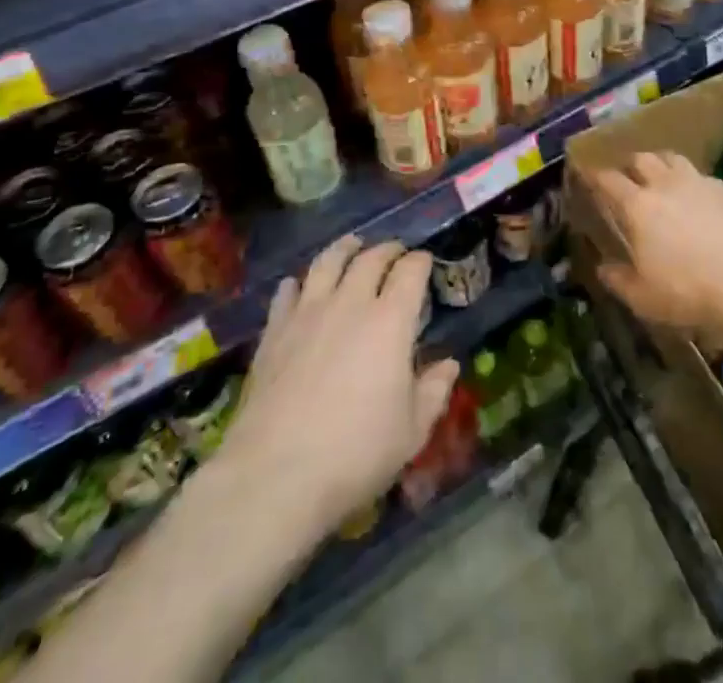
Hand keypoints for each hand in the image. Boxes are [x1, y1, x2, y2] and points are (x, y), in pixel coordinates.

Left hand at [208, 236, 458, 542]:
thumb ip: (433, 392)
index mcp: (390, 320)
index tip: (425, 264)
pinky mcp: (274, 332)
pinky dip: (300, 282)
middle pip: (371, 257)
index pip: (411, 270)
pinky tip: (300, 286)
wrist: (273, 477)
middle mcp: (350, 303)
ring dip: (345, 249)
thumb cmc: (354, 453)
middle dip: (388, 250)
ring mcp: (308, 313)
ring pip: (327, 262)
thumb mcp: (411, 431)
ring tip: (352, 246)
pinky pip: (288, 291)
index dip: (421, 261)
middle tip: (395, 254)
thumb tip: (448, 365)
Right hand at [588, 151, 722, 346]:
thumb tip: (603, 267)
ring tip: (658, 177)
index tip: (588, 174)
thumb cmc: (687, 290)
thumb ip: (618, 279)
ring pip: (671, 158)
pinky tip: (693, 195)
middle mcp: (664, 184)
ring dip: (659, 163)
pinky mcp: (722, 190)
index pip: (609, 180)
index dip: (595, 175)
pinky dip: (688, 179)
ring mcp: (696, 182)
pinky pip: (698, 174)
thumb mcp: (643, 297)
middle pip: (641, 159)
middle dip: (629, 165)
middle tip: (626, 177)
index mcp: (638, 206)